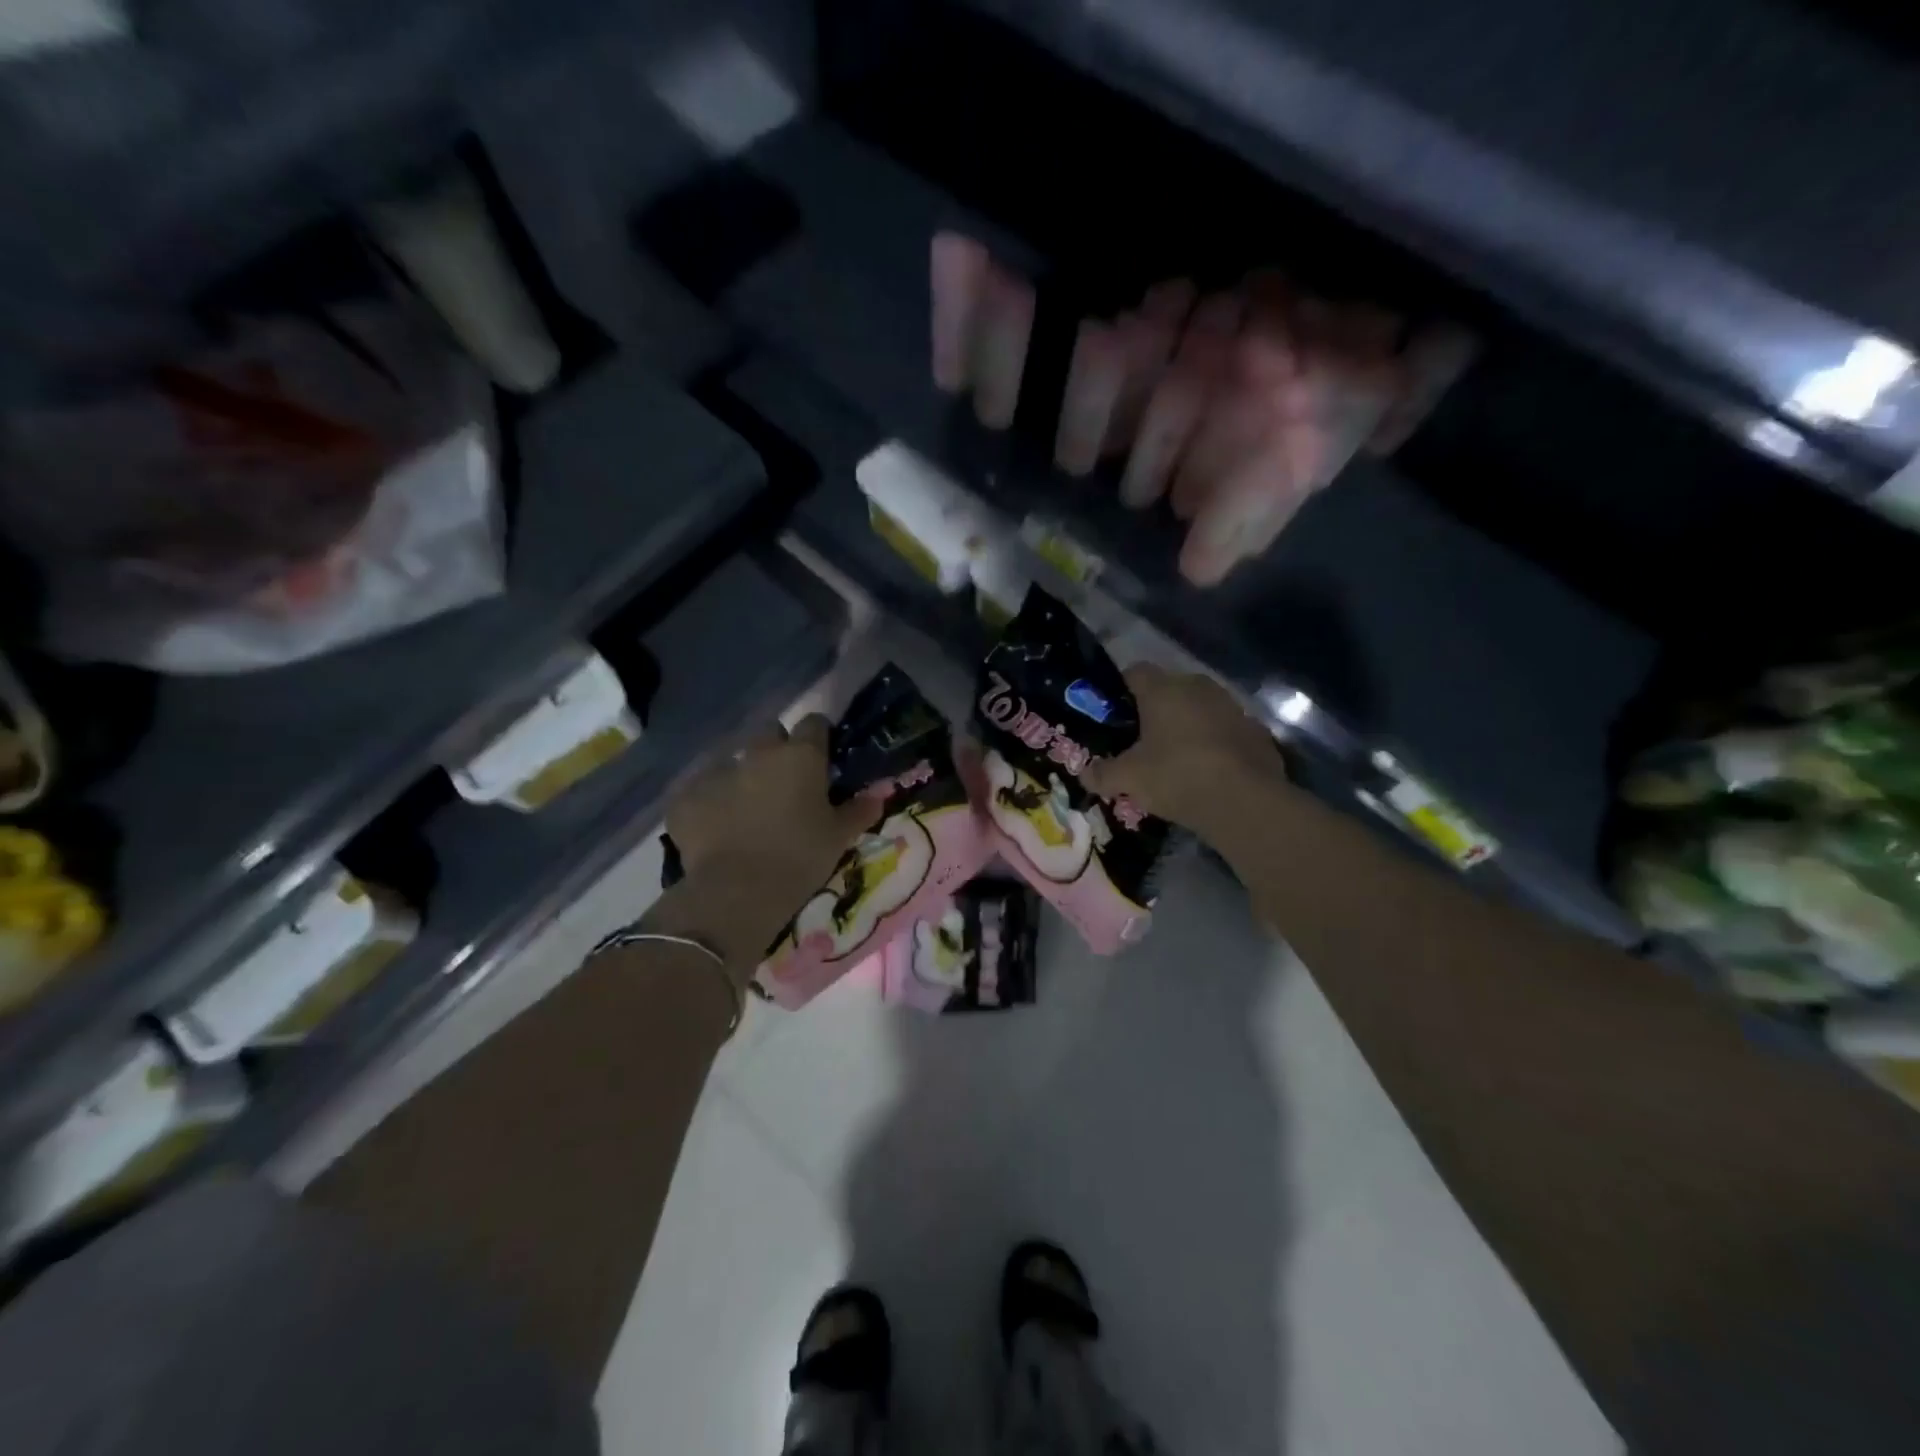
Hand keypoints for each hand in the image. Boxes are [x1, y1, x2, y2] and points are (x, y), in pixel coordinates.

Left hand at [661, 716, 872, 975]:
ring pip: (733, 762)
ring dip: (742, 777)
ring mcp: (717, 771)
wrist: (737, 891)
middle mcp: (759, 753)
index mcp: (801, 756)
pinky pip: (700, 791)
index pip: (814, 724)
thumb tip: (878, 795)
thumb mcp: (838, 837)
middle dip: (776, 751)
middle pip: (769, 734)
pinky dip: (710, 804)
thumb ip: (858, 811)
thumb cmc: (800, 857)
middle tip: (784, 784)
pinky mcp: (685, 796)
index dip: (818, 738)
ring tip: (747, 812)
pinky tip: (716, 830)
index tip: (821, 759)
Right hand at [1083, 665, 1287, 839]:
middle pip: (1169, 689)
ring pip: (1200, 709)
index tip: (1112, 716)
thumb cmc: (1177, 777)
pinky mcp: (1257, 732)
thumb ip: (1102, 774)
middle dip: (1154, 710)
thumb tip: (1086, 775)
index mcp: (1164, 689)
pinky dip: (1214, 745)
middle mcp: (1199, 688)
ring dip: (1187, 726)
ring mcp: (1233, 708)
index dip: (1120, 690)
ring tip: (1174, 759)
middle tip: (1140, 741)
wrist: (1245, 803)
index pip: (1135, 672)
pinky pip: (1225, 731)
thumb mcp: (1128, 780)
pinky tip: (1207, 772)